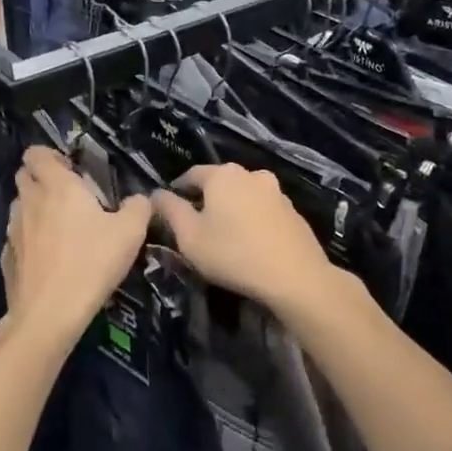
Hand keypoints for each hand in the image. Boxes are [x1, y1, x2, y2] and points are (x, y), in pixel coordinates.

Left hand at [1, 148, 151, 345]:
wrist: (50, 312)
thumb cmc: (92, 263)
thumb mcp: (130, 233)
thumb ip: (138, 207)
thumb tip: (139, 199)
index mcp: (57, 186)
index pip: (36, 153)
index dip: (50, 156)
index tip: (70, 169)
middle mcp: (30, 200)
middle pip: (24, 175)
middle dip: (41, 178)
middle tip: (67, 195)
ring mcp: (14, 229)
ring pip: (19, 205)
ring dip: (34, 207)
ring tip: (58, 227)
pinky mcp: (7, 256)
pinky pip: (17, 236)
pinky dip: (28, 238)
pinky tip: (47, 257)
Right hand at [152, 164, 338, 316]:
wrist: (295, 276)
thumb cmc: (233, 254)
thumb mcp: (190, 237)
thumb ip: (170, 211)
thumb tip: (156, 194)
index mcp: (223, 175)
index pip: (191, 174)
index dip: (178, 189)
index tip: (170, 207)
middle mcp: (251, 174)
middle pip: (220, 182)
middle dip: (206, 199)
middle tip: (195, 224)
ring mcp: (276, 192)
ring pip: (243, 195)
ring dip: (231, 209)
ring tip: (223, 235)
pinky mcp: (292, 211)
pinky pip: (262, 210)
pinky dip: (251, 220)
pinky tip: (249, 242)